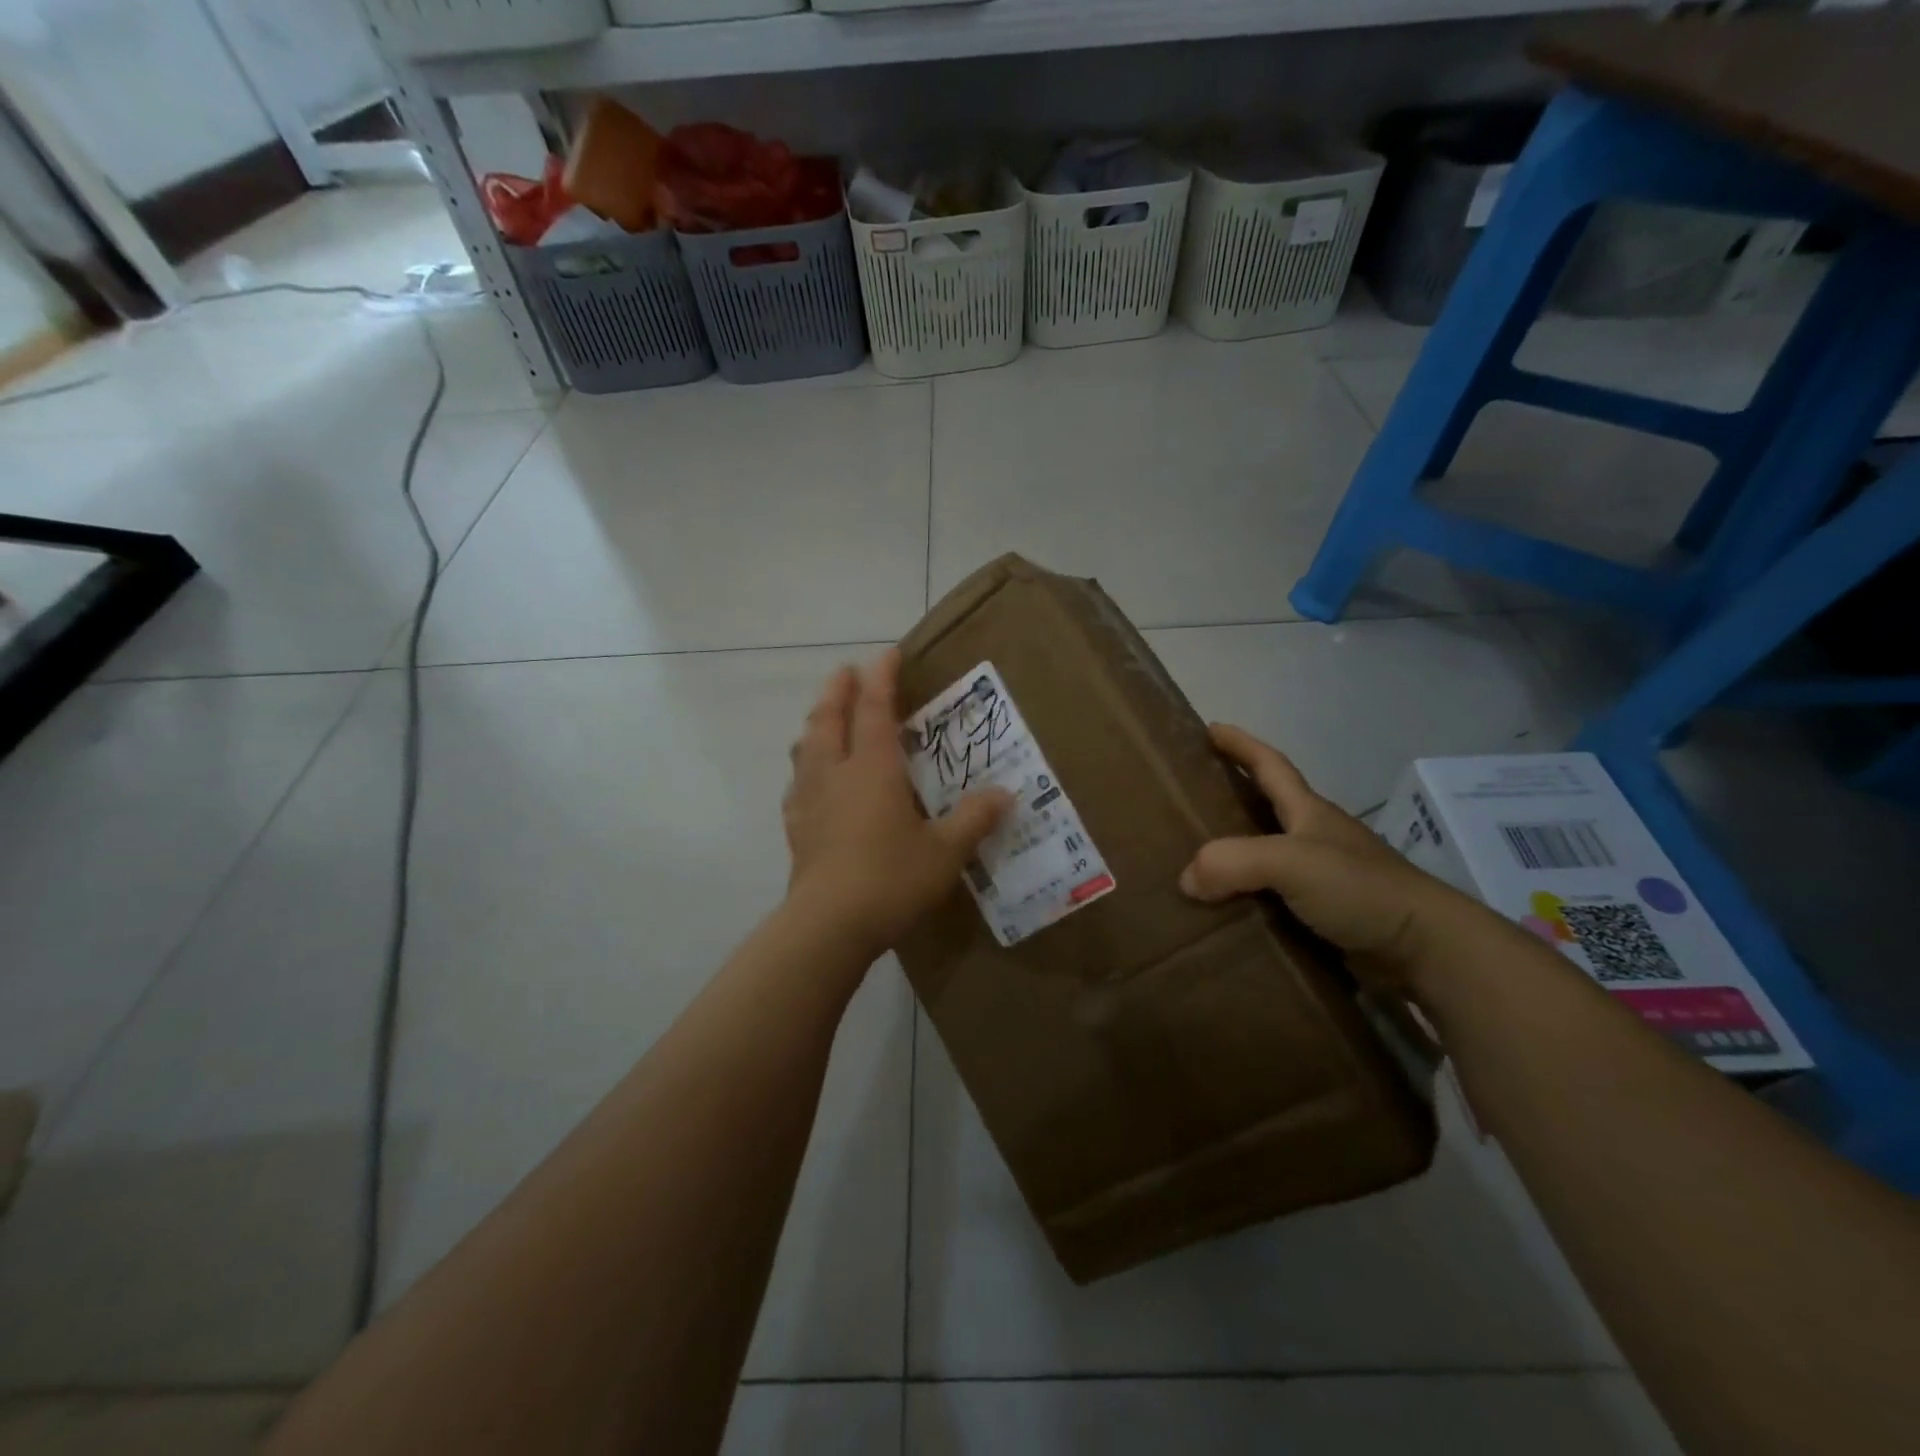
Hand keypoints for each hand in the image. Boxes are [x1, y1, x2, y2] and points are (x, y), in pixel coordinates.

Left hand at [783, 649, 1011, 958]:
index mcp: (872, 768)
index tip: (887, 654)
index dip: (881, 678)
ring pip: (806, 747)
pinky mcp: (797, 827)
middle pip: (829, 718)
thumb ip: (974, 819)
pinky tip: (811, 781)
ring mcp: (810, 800)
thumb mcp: (945, 851)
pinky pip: (798, 783)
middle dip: (837, 690)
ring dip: (816, 723)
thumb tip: (1005, 794)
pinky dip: (805, 768)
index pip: (874, 708)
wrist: (829, 926)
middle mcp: (836, 773)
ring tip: (824, 718)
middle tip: (846, 672)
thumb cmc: (891, 879)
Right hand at [1179, 724, 1473, 994]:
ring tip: (1194, 863)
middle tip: (1188, 801)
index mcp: (1309, 813)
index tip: (1210, 728)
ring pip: (1267, 858)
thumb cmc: (1360, 888)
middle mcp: (1315, 839)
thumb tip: (1187, 879)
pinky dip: (1247, 900)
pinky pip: (1274, 900)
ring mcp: (1323, 879)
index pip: (1270, 766)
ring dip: (1235, 857)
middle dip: (1232, 798)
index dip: (1240, 744)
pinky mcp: (1326, 917)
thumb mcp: (1293, 862)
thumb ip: (1234, 862)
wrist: (1425, 949)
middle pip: (1266, 809)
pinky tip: (1224, 913)